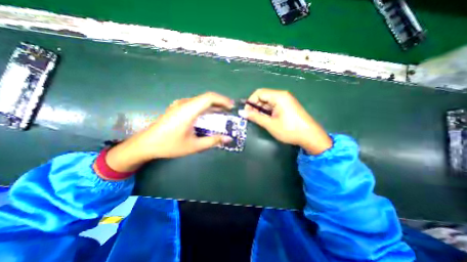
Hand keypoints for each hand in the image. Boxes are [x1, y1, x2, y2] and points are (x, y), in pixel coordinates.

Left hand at [107, 92, 235, 173]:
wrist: (146, 144)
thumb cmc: (169, 145)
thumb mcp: (194, 146)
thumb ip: (213, 141)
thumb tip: (228, 139)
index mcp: (188, 110)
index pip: (209, 98)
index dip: (222, 100)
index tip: (232, 106)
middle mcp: (184, 104)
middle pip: (206, 97)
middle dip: (220, 102)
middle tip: (230, 110)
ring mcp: (180, 105)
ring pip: (201, 100)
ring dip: (213, 105)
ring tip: (223, 112)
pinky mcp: (178, 108)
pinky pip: (195, 104)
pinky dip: (206, 107)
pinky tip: (209, 114)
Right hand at [241, 89, 331, 154]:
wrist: (310, 136)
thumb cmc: (289, 130)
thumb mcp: (270, 124)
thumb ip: (255, 117)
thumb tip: (241, 112)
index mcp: (278, 96)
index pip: (259, 93)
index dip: (250, 102)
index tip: (246, 112)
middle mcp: (282, 95)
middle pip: (263, 97)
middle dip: (255, 106)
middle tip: (251, 118)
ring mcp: (286, 100)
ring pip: (268, 102)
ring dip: (261, 110)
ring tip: (258, 120)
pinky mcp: (287, 106)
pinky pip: (274, 105)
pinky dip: (267, 111)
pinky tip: (266, 119)